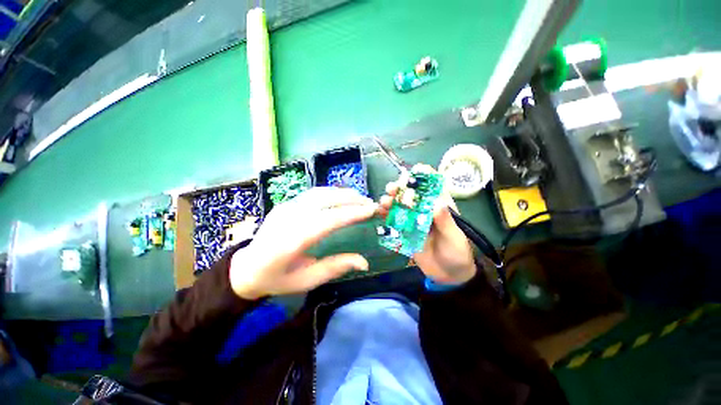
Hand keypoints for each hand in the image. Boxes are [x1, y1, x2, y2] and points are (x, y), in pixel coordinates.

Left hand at [230, 187, 376, 299]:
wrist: (245, 267)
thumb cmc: (276, 279)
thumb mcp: (305, 280)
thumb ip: (334, 268)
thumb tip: (364, 262)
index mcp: (292, 241)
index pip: (328, 221)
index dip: (352, 213)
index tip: (371, 210)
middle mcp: (289, 218)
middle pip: (325, 200)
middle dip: (351, 199)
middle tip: (371, 203)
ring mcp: (285, 207)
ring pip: (320, 193)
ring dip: (342, 193)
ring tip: (360, 198)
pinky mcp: (286, 203)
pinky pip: (313, 193)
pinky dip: (332, 192)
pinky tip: (342, 197)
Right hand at [379, 166, 475, 284]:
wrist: (448, 275)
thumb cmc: (456, 253)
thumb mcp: (454, 237)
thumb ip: (445, 221)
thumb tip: (436, 203)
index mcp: (440, 208)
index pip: (433, 187)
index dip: (426, 176)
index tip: (416, 169)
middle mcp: (425, 211)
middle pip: (412, 196)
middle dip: (402, 189)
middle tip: (392, 188)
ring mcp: (414, 222)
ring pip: (401, 207)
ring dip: (391, 202)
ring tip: (383, 201)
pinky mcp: (406, 233)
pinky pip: (395, 222)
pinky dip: (386, 217)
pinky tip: (379, 213)